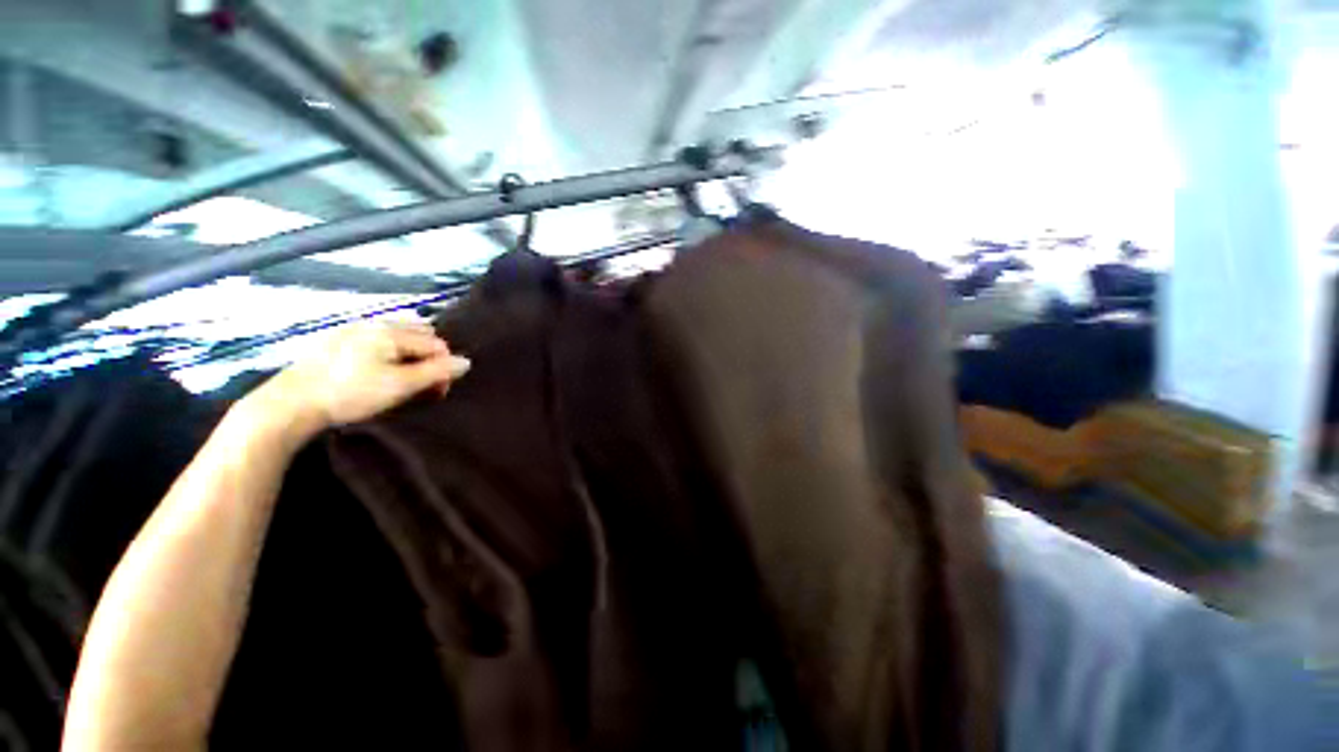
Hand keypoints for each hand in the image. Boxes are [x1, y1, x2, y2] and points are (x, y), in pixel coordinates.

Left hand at [244, 322, 470, 443]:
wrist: (290, 403)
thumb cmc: (350, 394)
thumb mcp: (399, 386)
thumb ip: (436, 372)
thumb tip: (467, 362)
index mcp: (392, 332)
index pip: (437, 345)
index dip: (443, 368)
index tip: (436, 393)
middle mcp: (376, 323)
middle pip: (421, 334)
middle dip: (429, 357)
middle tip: (421, 384)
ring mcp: (354, 329)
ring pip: (399, 335)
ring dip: (410, 354)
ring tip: (402, 378)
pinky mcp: (338, 340)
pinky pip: (378, 339)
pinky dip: (389, 352)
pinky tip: (378, 371)